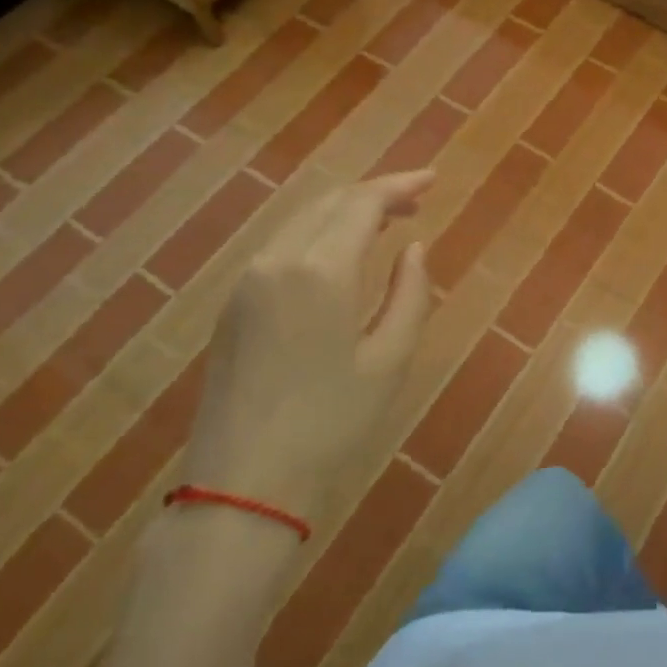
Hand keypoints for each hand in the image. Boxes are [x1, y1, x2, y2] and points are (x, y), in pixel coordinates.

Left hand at [179, 171, 434, 526]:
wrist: (242, 485)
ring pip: (302, 221)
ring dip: (346, 213)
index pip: (363, 203)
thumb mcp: (390, 359)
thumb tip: (413, 248)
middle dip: (375, 194)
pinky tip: (342, 255)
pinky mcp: (233, 305)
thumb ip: (410, 293)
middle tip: (417, 201)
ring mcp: (247, 282)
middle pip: (329, 202)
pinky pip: (283, 247)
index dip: (400, 185)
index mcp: (319, 270)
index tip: (433, 181)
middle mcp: (276, 261)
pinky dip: (319, 235)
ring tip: (386, 223)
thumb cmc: (331, 424)